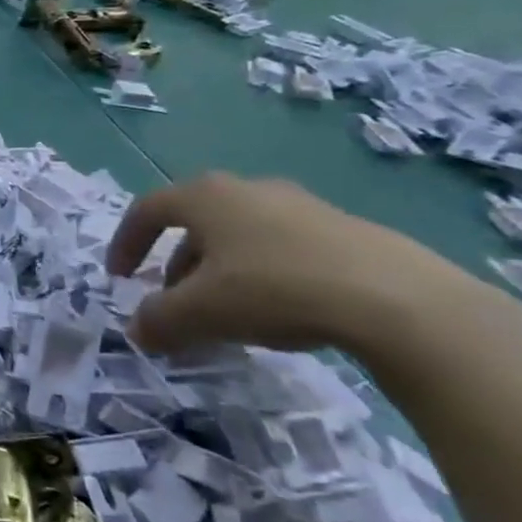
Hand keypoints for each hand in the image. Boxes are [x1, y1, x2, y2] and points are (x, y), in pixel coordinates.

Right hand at [105, 172, 506, 362]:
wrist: (402, 302)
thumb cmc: (275, 290)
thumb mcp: (202, 312)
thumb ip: (158, 320)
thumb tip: (137, 332)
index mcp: (205, 197)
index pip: (146, 211)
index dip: (125, 244)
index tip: (119, 277)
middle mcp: (247, 189)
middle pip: (195, 225)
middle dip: (176, 265)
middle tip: (174, 301)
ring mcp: (301, 206)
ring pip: (241, 237)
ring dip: (220, 272)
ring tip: (228, 314)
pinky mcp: (346, 231)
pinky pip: (284, 249)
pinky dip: (265, 275)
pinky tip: (282, 313)